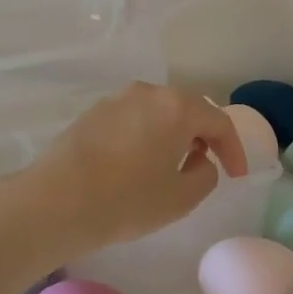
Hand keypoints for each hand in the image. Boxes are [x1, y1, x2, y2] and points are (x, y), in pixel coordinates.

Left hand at [28, 83, 249, 250]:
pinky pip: (132, 119)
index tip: (236, 175)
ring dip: (172, 133)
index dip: (234, 149)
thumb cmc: (127, 199)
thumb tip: (200, 160)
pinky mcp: (92, 113)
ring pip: (157, 112)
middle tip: (207, 163)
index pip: (219, 122)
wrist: (56, 200)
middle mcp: (148, 93)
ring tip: (171, 164)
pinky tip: (138, 162)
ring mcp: (116, 100)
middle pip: (187, 109)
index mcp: (177, 107)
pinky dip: (146, 135)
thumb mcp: (181, 197)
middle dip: (203, 135)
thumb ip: (205, 174)